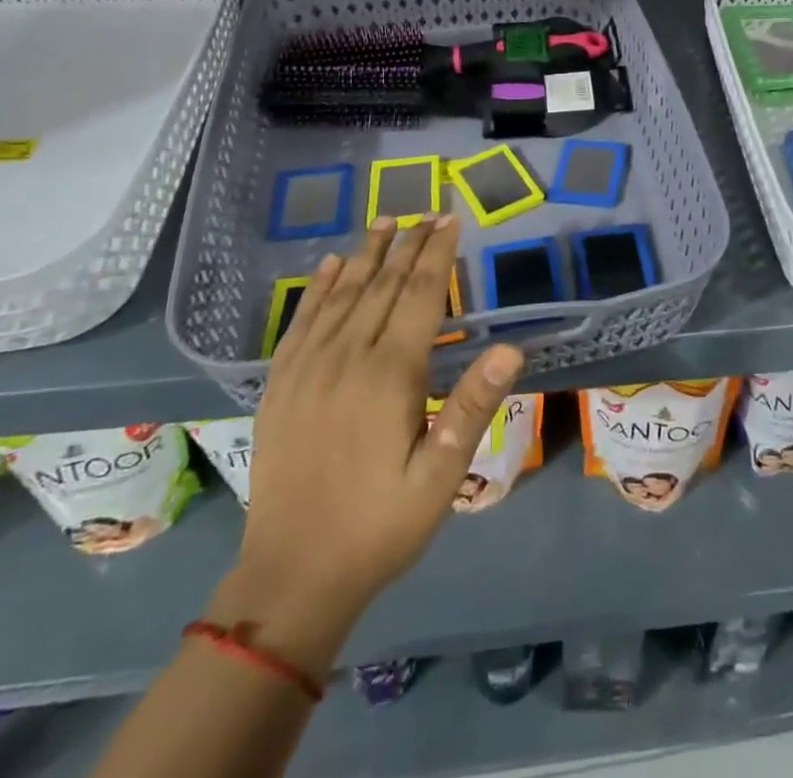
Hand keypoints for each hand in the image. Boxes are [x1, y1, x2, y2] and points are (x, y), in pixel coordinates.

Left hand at [207, 218, 521, 673]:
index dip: (437, 255)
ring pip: (341, 294)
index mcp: (389, 376)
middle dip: (407, 245)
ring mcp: (307, 370)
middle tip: (426, 213)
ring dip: (365, 254)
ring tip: (384, 220)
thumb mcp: (439, 478)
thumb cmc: (378, 527)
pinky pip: (300, 322)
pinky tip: (327, 265)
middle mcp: (346, 358)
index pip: (419, 297)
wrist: (289, 579)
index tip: (450, 220)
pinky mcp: (280, 386)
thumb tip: (512, 350)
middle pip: (382, 286)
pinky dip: (316, 288)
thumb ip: (472, 408)